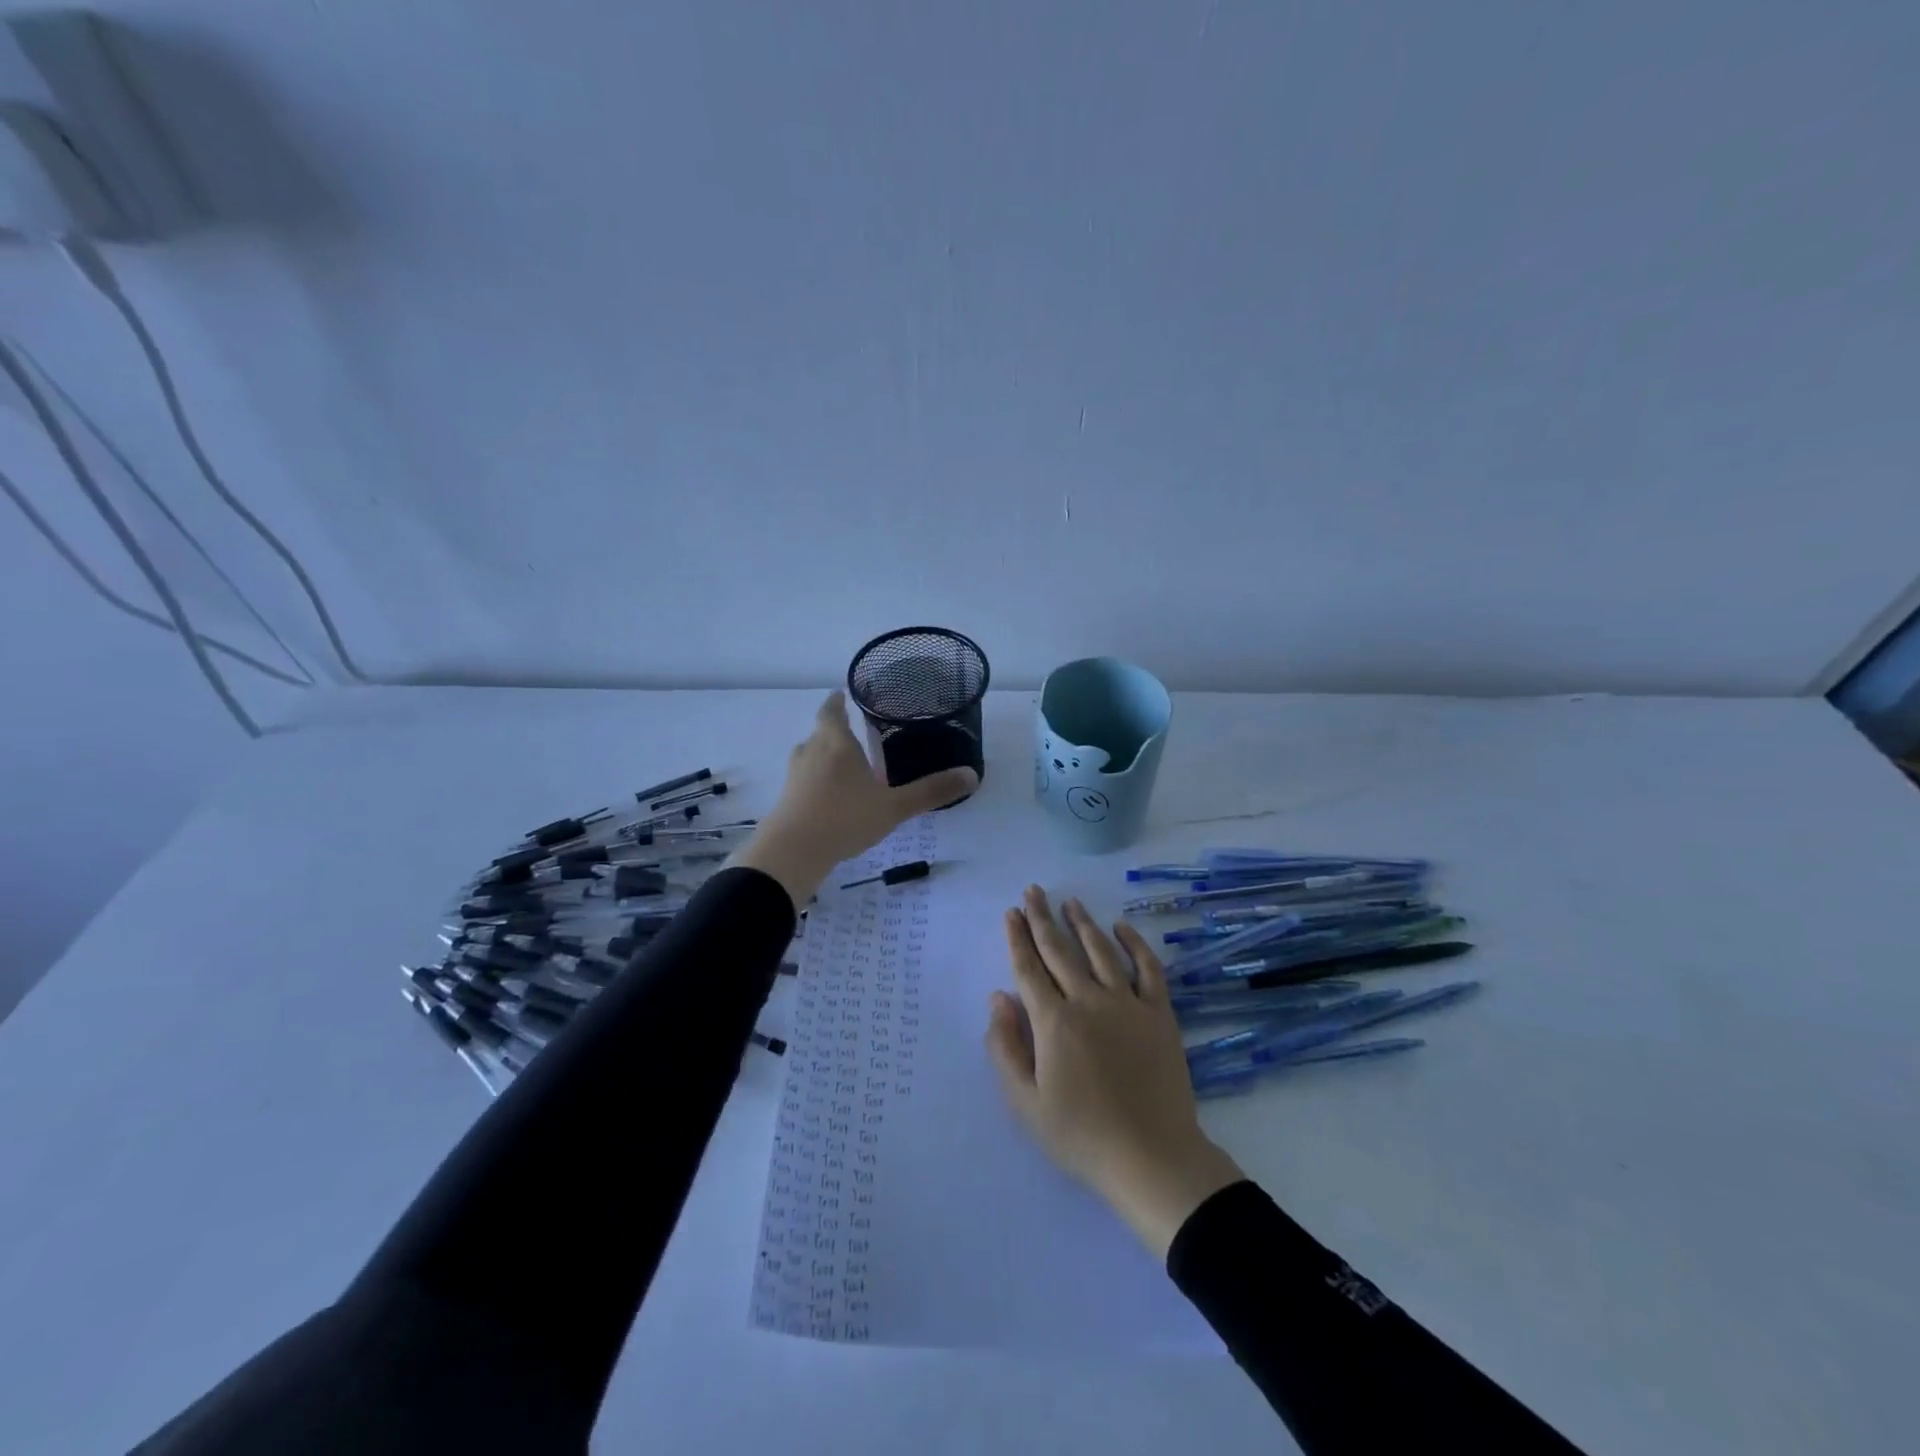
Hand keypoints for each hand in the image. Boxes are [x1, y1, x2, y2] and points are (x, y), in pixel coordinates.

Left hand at [728, 691, 977, 908]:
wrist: (792, 852)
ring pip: (810, 756)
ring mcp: (795, 776)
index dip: (837, 701)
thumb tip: (972, 775)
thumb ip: (930, 791)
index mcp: (836, 743)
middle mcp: (811, 752)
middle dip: (835, 731)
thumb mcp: (894, 807)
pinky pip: (804, 781)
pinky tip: (831, 799)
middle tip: (856, 733)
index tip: (842, 694)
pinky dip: (816, 782)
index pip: (831, 710)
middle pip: (820, 733)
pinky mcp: (786, 799)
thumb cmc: (845, 818)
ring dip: (825, 757)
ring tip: (845, 767)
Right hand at [987, 887, 1244, 1257]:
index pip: (1029, 968)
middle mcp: (1088, 1001)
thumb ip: (1005, 1046)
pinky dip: (1134, 944)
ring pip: (1100, 950)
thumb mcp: (1025, 1102)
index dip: (1018, 938)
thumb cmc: (1080, 1135)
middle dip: (1042, 918)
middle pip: (1060, 950)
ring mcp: (1128, 1004)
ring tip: (1069, 901)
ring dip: (1082, 922)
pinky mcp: (1159, 1014)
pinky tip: (1122, 927)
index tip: (1011, 912)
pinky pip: (1148, 968)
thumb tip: (998, 997)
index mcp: (1053, 1022)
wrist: (1152, 1157)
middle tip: (1033, 891)